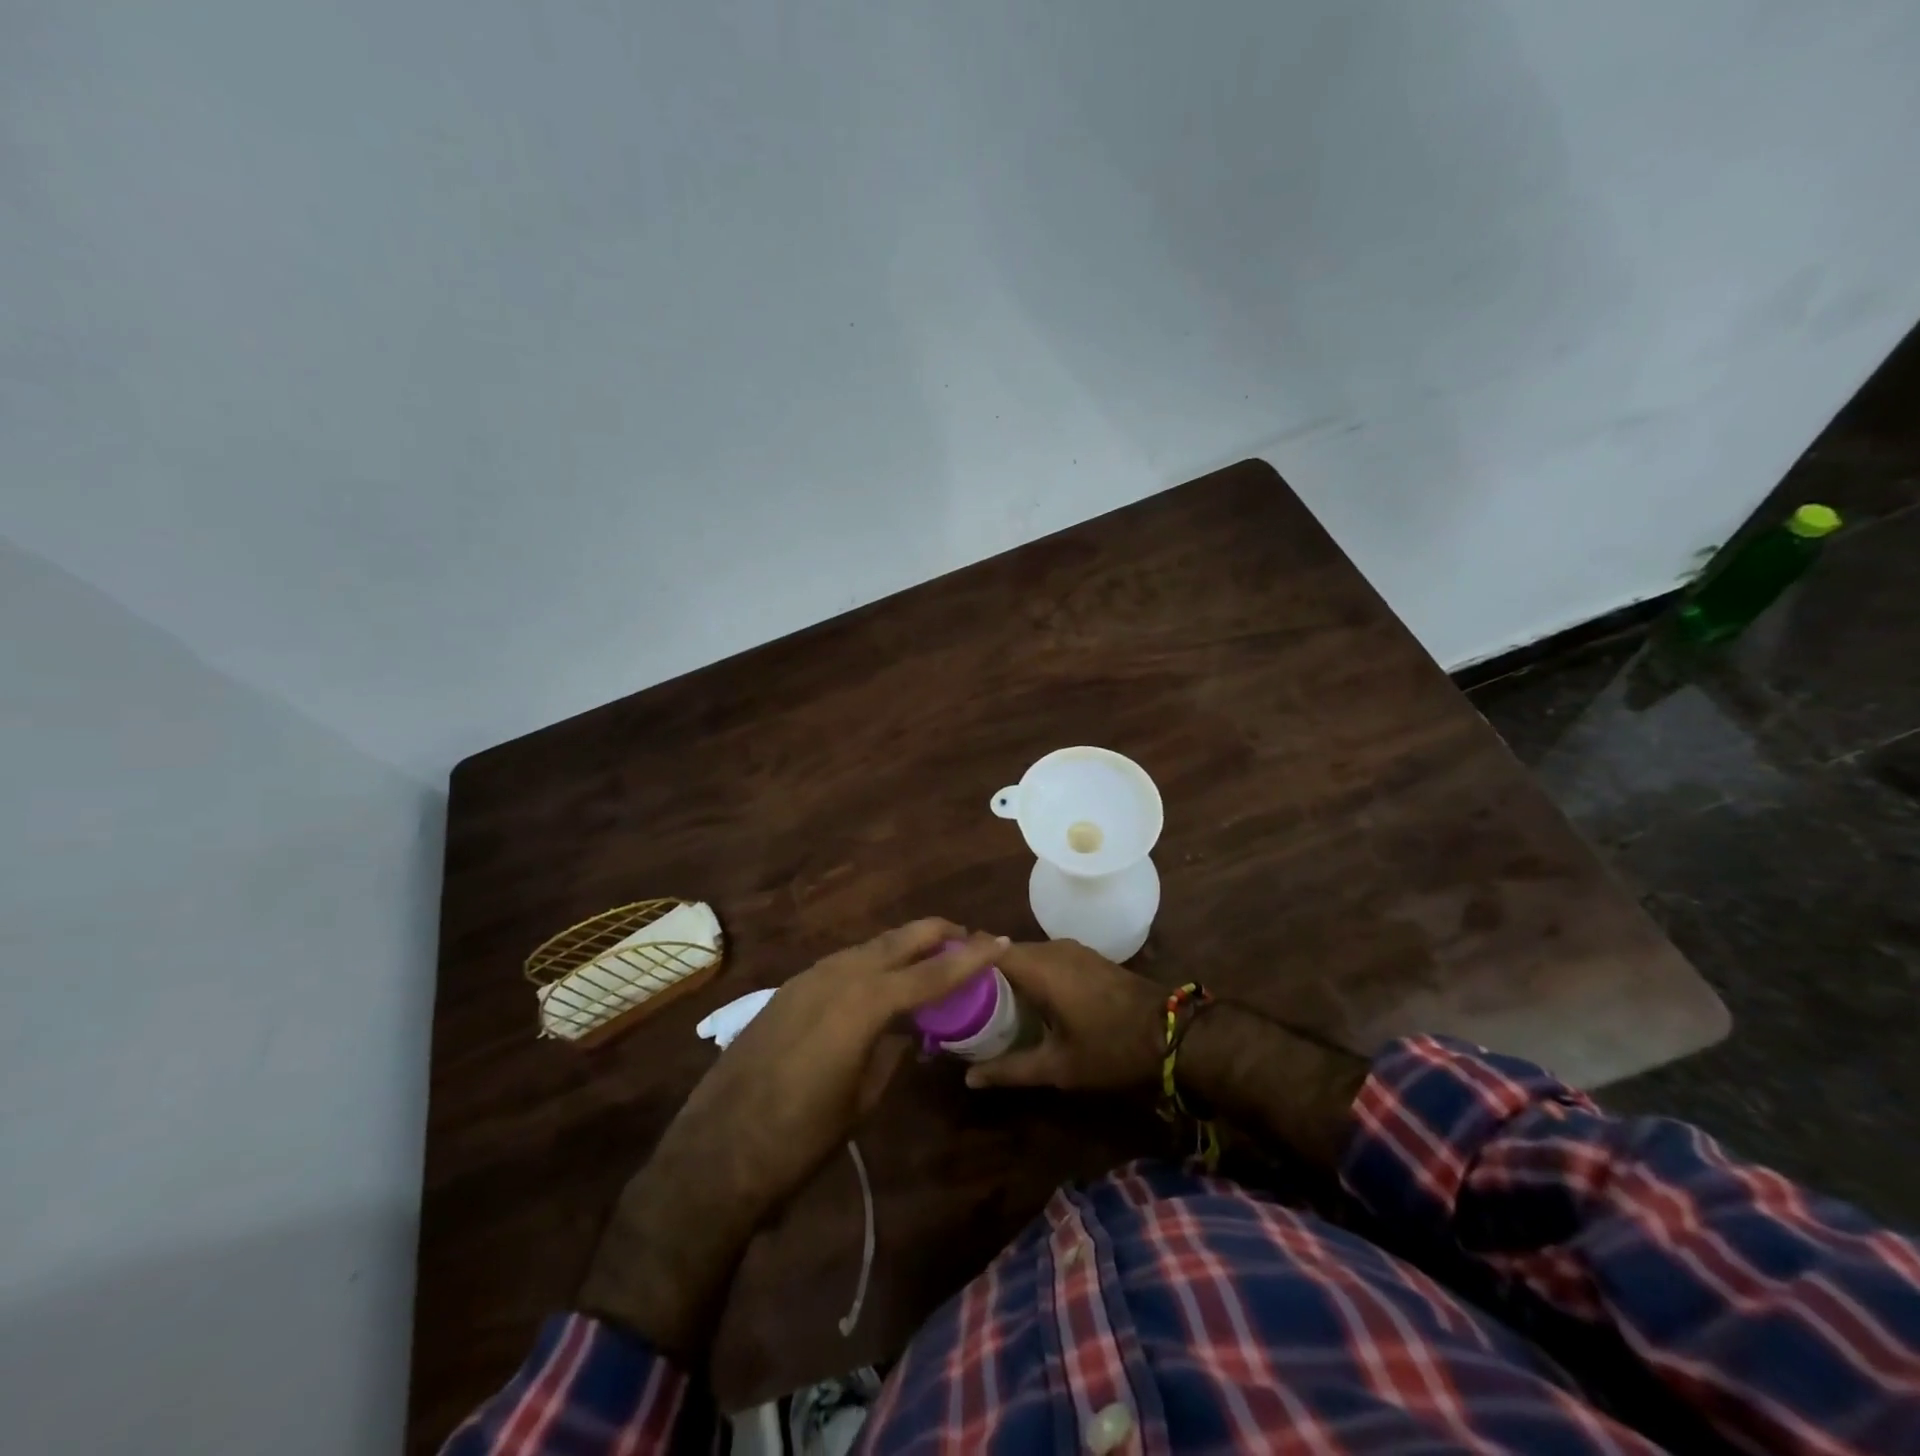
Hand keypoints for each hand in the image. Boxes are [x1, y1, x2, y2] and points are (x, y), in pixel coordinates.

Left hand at [580, 920, 1006, 1355]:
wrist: (716, 1152)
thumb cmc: (801, 1138)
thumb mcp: (862, 1099)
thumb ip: (891, 1052)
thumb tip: (909, 1030)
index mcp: (863, 1004)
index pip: (930, 974)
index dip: (970, 958)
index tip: (1000, 941)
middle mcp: (838, 976)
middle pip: (898, 941)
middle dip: (936, 934)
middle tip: (968, 937)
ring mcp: (808, 978)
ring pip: (869, 947)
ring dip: (903, 946)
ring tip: (931, 955)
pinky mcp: (788, 990)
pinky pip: (843, 963)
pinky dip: (872, 962)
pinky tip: (882, 979)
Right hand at [962, 939, 1166, 1092]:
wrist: (1173, 1032)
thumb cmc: (1110, 1048)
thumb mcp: (1057, 1066)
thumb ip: (1010, 1069)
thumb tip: (969, 1079)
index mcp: (1038, 966)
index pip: (985, 945)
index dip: (960, 956)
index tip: (938, 975)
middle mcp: (1051, 948)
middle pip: (1003, 951)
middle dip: (980, 970)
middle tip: (957, 998)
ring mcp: (1071, 950)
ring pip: (1025, 955)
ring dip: (1005, 973)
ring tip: (984, 1003)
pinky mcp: (1086, 957)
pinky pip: (1045, 959)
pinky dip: (1028, 974)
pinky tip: (1023, 1001)